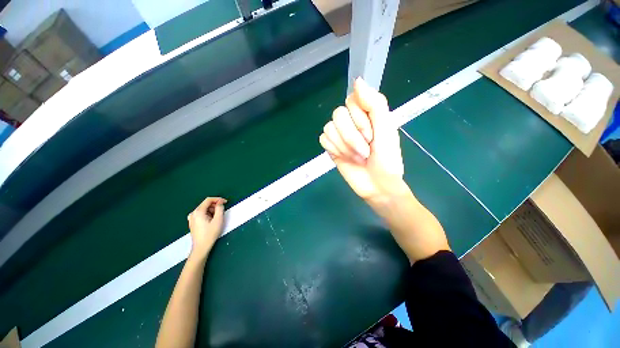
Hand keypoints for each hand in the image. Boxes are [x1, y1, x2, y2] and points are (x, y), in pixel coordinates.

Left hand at [187, 197, 226, 258]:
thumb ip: (220, 208)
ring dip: (212, 210)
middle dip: (215, 206)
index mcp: (198, 211)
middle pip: (206, 204)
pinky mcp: (192, 222)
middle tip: (222, 211)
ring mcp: (191, 218)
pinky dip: (208, 214)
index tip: (226, 202)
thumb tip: (220, 202)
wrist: (201, 247)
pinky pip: (201, 214)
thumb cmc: (210, 233)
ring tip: (217, 217)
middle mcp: (193, 213)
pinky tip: (212, 220)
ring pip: (204, 209)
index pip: (208, 200)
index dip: (218, 199)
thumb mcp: (218, 220)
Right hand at [319, 78, 404, 202]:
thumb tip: (357, 80)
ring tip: (357, 157)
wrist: (377, 185)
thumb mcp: (387, 130)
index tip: (372, 134)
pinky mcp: (332, 148)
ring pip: (329, 128)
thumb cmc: (387, 159)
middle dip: (353, 136)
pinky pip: (324, 139)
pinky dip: (335, 149)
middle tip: (366, 149)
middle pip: (338, 114)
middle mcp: (352, 122)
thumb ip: (375, 104)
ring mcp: (340, 135)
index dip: (360, 118)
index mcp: (367, 114)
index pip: (352, 100)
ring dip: (345, 146)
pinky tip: (344, 157)